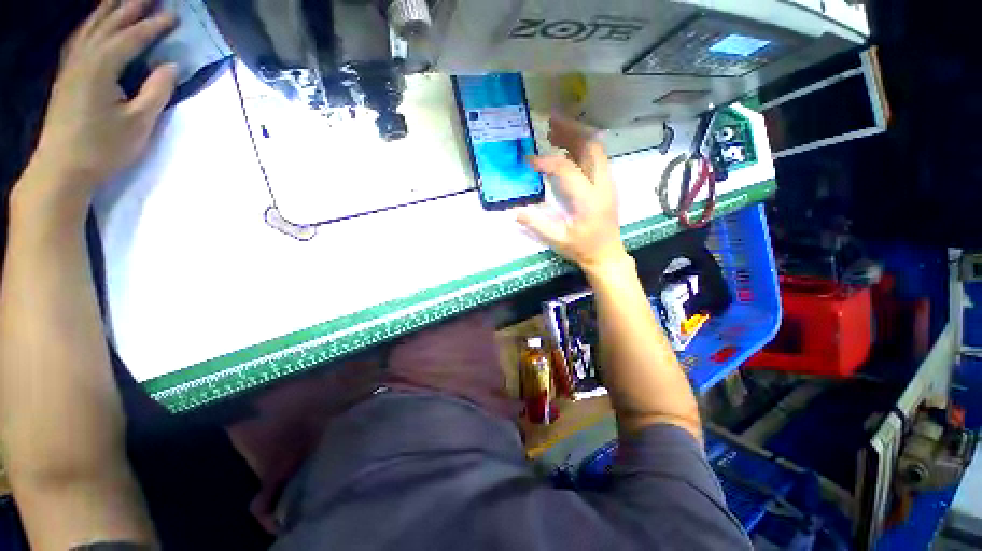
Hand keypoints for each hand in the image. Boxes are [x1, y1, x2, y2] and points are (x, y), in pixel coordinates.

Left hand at [20, 0, 176, 209]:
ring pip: (91, 27)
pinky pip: (78, 39)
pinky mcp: (65, 76)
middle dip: (130, 6)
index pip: (132, 38)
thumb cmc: (103, 148)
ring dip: (110, 10)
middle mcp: (83, 58)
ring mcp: (71, 66)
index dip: (153, 25)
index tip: (173, 15)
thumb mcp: (139, 124)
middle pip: (109, 24)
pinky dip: (91, 25)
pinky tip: (97, 21)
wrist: (61, 169)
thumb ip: (156, 91)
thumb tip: (171, 66)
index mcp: (102, 68)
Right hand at [518, 117, 630, 275]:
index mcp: (589, 200)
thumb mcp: (558, 240)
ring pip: (596, 148)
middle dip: (570, 131)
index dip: (546, 161)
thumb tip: (515, 212)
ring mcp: (607, 183)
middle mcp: (602, 185)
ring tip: (555, 129)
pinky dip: (581, 146)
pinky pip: (596, 157)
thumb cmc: (583, 249)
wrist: (607, 255)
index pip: (567, 169)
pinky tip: (566, 147)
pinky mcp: (607, 184)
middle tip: (549, 123)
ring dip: (577, 135)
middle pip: (591, 146)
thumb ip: (537, 225)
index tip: (529, 161)